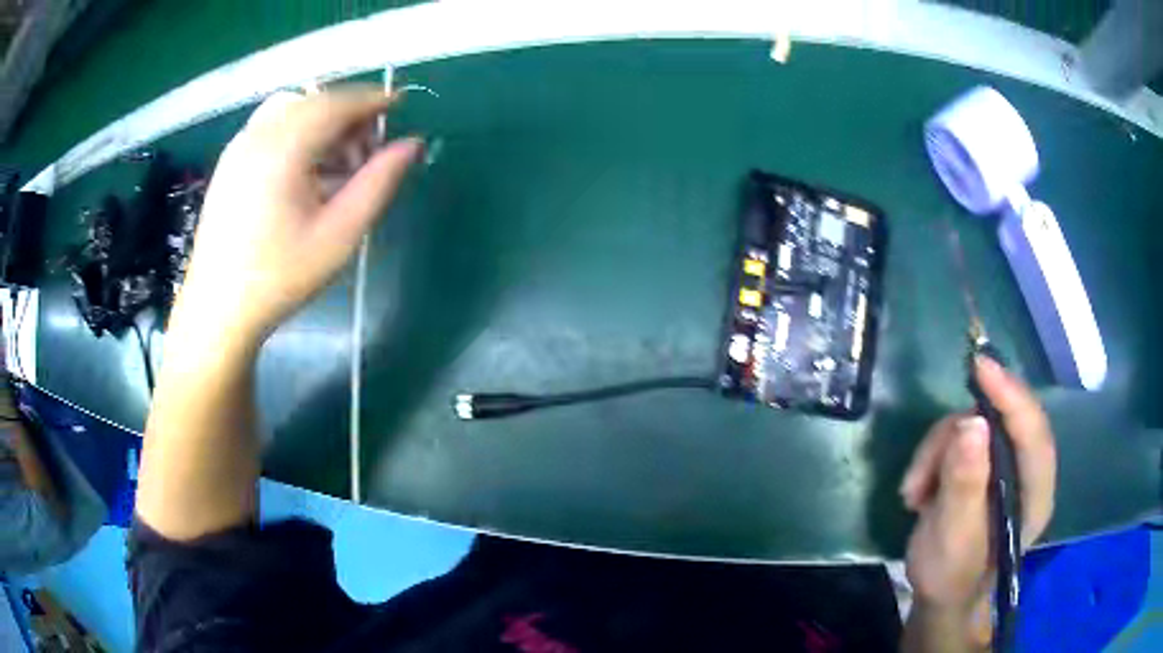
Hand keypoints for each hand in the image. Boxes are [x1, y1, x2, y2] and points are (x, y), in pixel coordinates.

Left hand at [173, 87, 421, 345]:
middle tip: (367, 153)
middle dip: (347, 115)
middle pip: (314, 101)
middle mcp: (258, 135)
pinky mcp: (230, 162)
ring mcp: (239, 146)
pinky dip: (296, 132)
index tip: (401, 107)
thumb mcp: (339, 235)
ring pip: (290, 110)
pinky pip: (270, 126)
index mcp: (283, 148)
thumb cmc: (280, 277)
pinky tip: (304, 171)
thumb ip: (379, 183)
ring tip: (335, 164)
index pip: (337, 103)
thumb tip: (413, 145)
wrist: (218, 310)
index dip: (373, 100)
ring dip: (321, 122)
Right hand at [900, 357, 1056, 620]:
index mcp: (1036, 493)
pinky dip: (934, 457)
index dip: (1010, 395)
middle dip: (958, 436)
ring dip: (938, 452)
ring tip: (913, 492)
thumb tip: (970, 421)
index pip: (1033, 431)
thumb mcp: (953, 537)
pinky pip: (960, 437)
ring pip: (975, 426)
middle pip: (1001, 421)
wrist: (941, 598)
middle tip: (924, 464)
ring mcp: (1006, 465)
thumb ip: (965, 483)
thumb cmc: (951, 577)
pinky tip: (919, 490)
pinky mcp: (985, 464)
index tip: (980, 367)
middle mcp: (1027, 470)